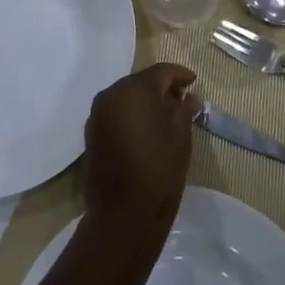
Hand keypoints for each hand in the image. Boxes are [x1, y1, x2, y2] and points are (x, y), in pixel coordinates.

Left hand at [81, 63, 199, 251]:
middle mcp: (111, 94)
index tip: (194, 82)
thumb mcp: (181, 135)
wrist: (123, 213)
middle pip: (141, 82)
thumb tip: (189, 97)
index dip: (180, 75)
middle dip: (161, 87)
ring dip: (145, 101)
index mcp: (134, 89)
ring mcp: (97, 114)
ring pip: (126, 97)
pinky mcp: (91, 133)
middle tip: (182, 98)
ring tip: (166, 115)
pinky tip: (146, 129)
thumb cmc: (160, 169)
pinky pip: (115, 113)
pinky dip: (131, 115)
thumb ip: (185, 108)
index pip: (161, 71)